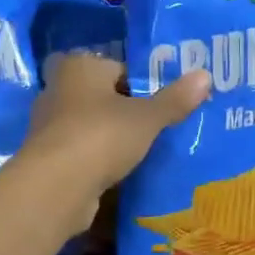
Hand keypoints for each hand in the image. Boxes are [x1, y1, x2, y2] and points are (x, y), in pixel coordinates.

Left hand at [23, 55, 210, 229]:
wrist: (55, 187)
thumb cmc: (101, 136)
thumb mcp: (147, 118)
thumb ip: (175, 99)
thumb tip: (205, 75)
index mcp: (79, 67)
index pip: (118, 67)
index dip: (144, 83)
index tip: (167, 102)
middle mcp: (58, 90)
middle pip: (103, 97)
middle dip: (127, 111)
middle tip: (160, 126)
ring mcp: (50, 126)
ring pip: (92, 126)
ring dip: (113, 138)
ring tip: (146, 151)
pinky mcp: (49, 158)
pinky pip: (83, 153)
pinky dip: (99, 160)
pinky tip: (122, 173)